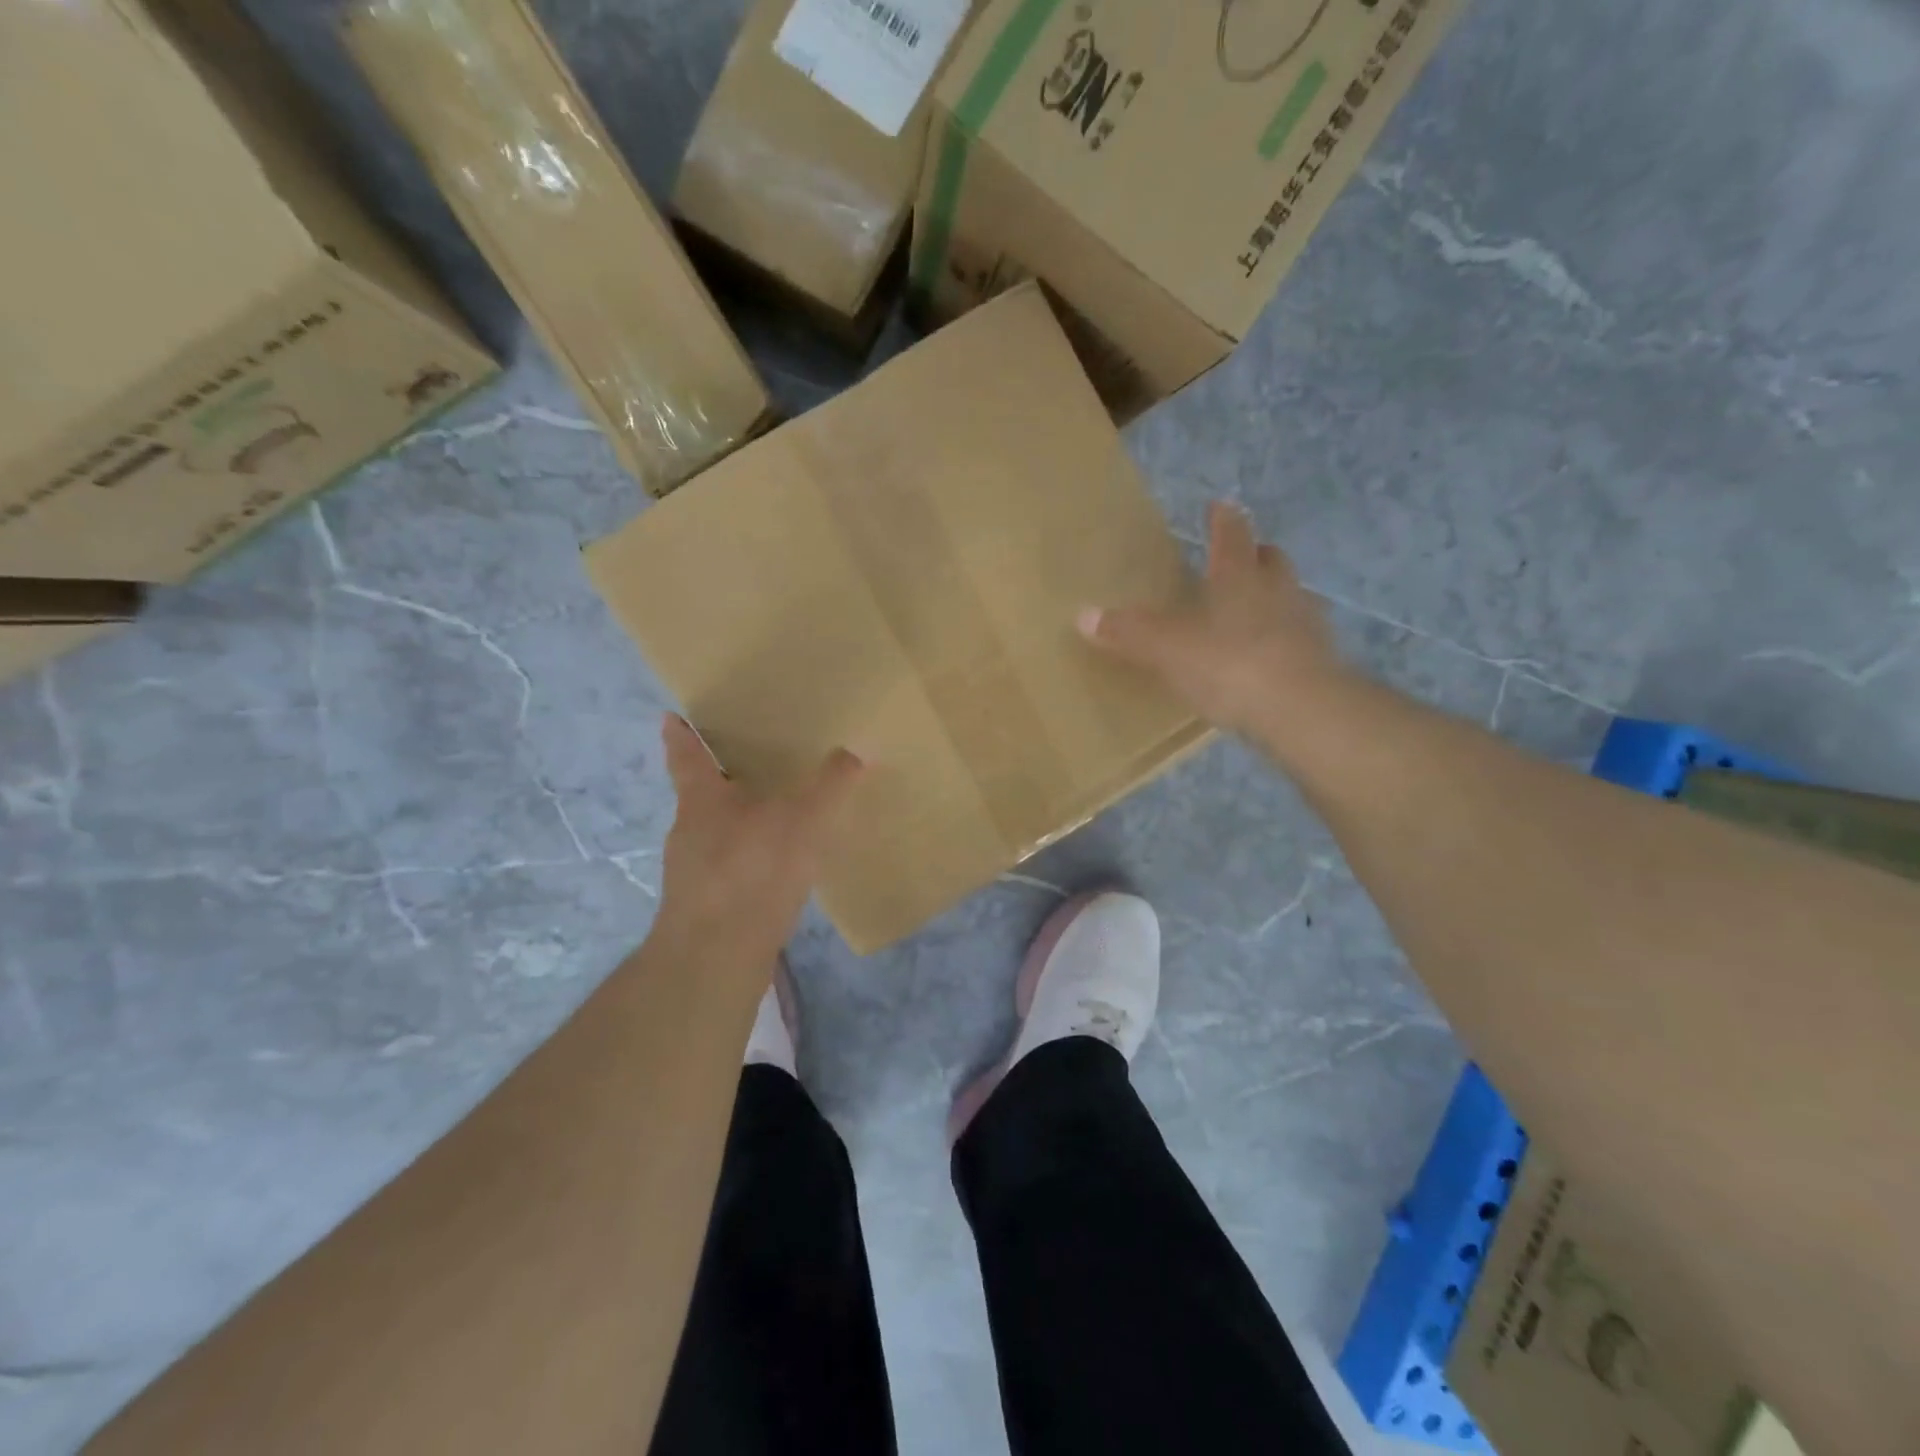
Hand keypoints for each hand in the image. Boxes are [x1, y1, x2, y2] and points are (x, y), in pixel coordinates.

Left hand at [651, 714, 862, 975]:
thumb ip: (831, 785)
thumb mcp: (803, 820)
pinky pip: (726, 870)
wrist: (716, 957)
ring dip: (735, 825)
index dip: (680, 735)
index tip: (670, 717)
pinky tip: (772, 873)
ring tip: (771, 819)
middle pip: (700, 796)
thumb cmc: (753, 871)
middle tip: (749, 766)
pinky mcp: (702, 907)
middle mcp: (688, 831)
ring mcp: (690, 872)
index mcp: (702, 800)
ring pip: (713, 835)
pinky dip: (745, 863)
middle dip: (721, 781)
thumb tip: (857, 749)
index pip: (686, 756)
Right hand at [1078, 501, 1349, 740]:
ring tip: (1253, 611)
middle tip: (1241, 558)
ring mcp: (1305, 624)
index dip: (1224, 520)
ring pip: (1290, 596)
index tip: (1220, 507)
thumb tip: (1083, 615)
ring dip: (1274, 596)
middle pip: (1270, 561)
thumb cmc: (1229, 665)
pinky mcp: (1320, 661)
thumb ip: (1129, 633)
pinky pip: (1299, 638)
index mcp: (1239, 577)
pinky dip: (1283, 639)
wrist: (1302, 711)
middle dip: (1255, 555)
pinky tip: (1268, 658)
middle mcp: (1277, 590)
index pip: (1232, 536)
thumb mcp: (1167, 649)